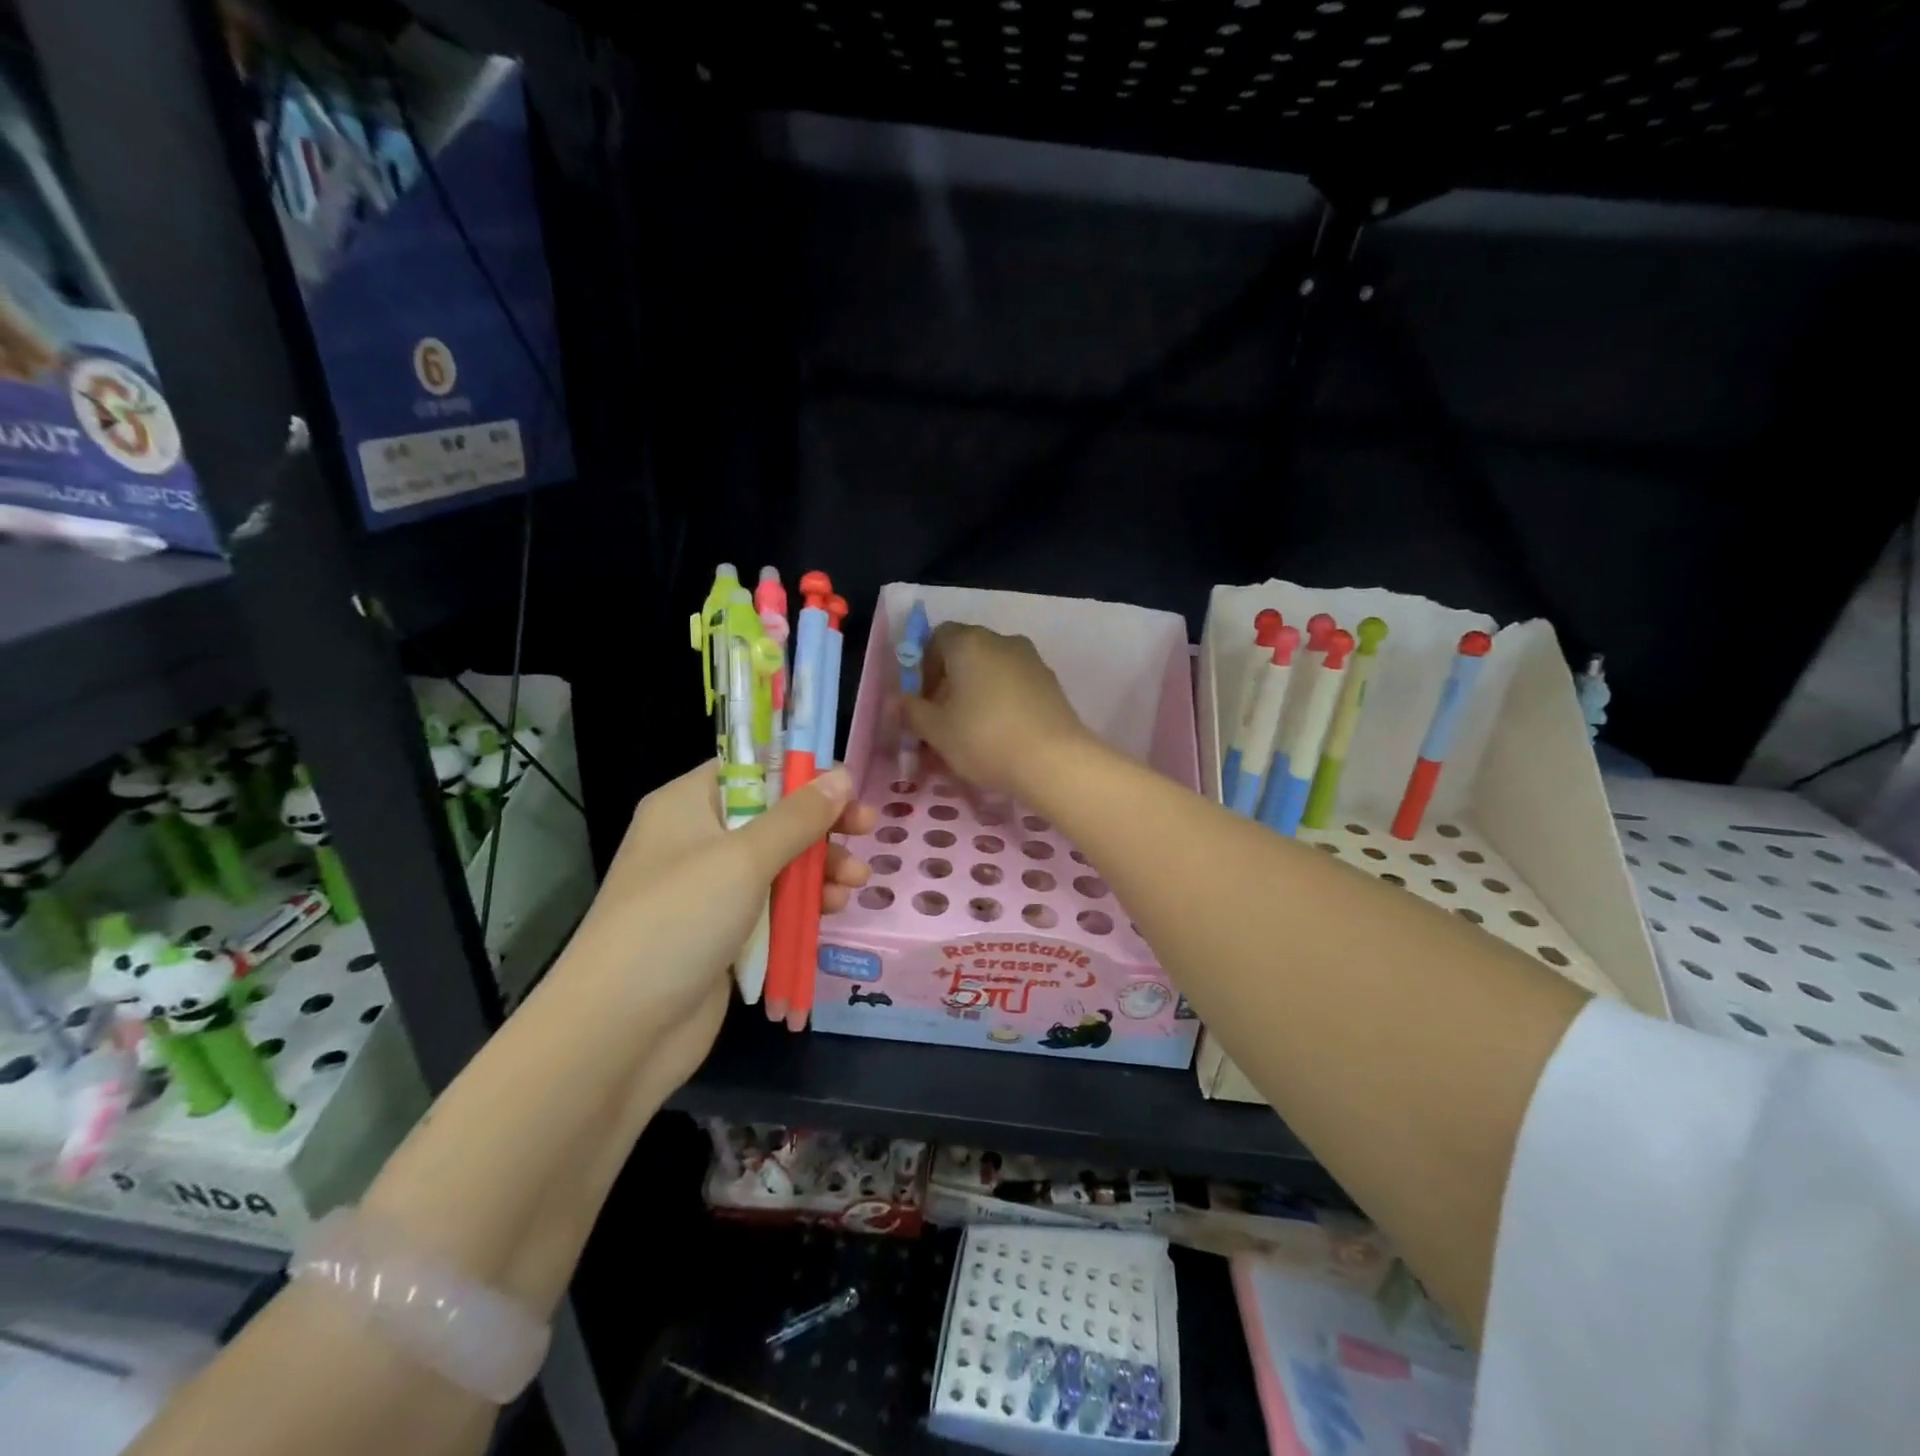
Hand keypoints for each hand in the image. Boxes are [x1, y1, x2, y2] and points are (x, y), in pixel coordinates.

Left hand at [559, 761, 877, 1087]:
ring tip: (856, 880)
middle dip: (821, 825)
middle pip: (772, 817)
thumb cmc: (679, 920)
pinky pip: (773, 906)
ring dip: (820, 868)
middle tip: (868, 827)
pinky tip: (833, 909)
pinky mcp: (724, 934)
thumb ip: (798, 817)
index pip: (748, 768)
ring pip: (779, 864)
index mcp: (687, 806)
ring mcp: (710, 891)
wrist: (620, 1031)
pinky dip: (804, 904)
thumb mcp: (744, 858)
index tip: (844, 782)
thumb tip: (841, 774)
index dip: (797, 771)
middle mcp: (697, 841)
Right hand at [903, 623, 1093, 797]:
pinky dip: (1002, 701)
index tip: (922, 699)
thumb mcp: (937, 731)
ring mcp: (1031, 660)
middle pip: (966, 653)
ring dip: (976, 692)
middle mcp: (1002, 641)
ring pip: (992, 670)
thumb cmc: (985, 739)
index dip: (924, 665)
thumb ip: (913, 712)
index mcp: (969, 642)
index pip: (937, 637)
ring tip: (970, 731)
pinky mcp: (1051, 683)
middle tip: (942, 718)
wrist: (1054, 761)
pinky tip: (1000, 733)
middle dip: (950, 682)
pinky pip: (1016, 685)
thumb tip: (900, 701)